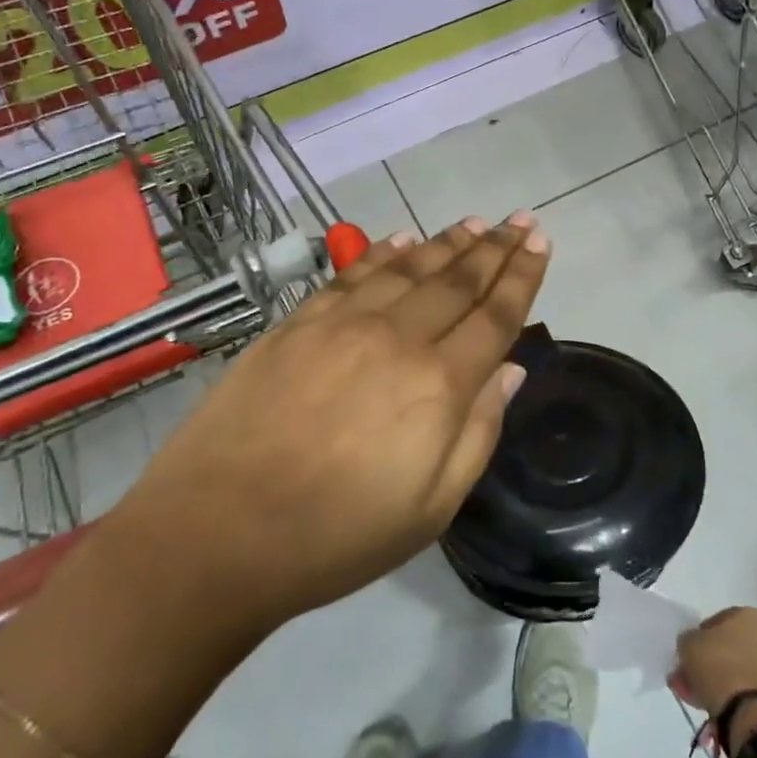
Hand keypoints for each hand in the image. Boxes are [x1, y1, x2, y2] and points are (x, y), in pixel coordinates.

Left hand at [119, 215, 549, 629]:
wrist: (216, 535)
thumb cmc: (336, 537)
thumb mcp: (432, 508)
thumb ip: (479, 431)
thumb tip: (510, 369)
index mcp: (438, 386)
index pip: (495, 317)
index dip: (522, 277)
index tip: (541, 243)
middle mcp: (396, 339)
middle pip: (457, 282)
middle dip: (495, 249)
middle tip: (520, 220)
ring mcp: (342, 325)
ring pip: (409, 268)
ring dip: (447, 243)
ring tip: (475, 223)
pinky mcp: (297, 324)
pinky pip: (352, 274)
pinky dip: (383, 252)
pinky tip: (404, 238)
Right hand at [674, 607, 756, 716]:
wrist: (746, 710)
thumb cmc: (717, 664)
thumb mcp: (688, 643)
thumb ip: (689, 639)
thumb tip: (693, 645)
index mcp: (749, 614)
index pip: (718, 620)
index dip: (701, 636)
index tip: (690, 652)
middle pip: (731, 644)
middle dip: (711, 657)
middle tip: (693, 673)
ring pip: (739, 666)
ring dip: (721, 676)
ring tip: (699, 692)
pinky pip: (748, 685)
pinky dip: (733, 691)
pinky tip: (714, 702)